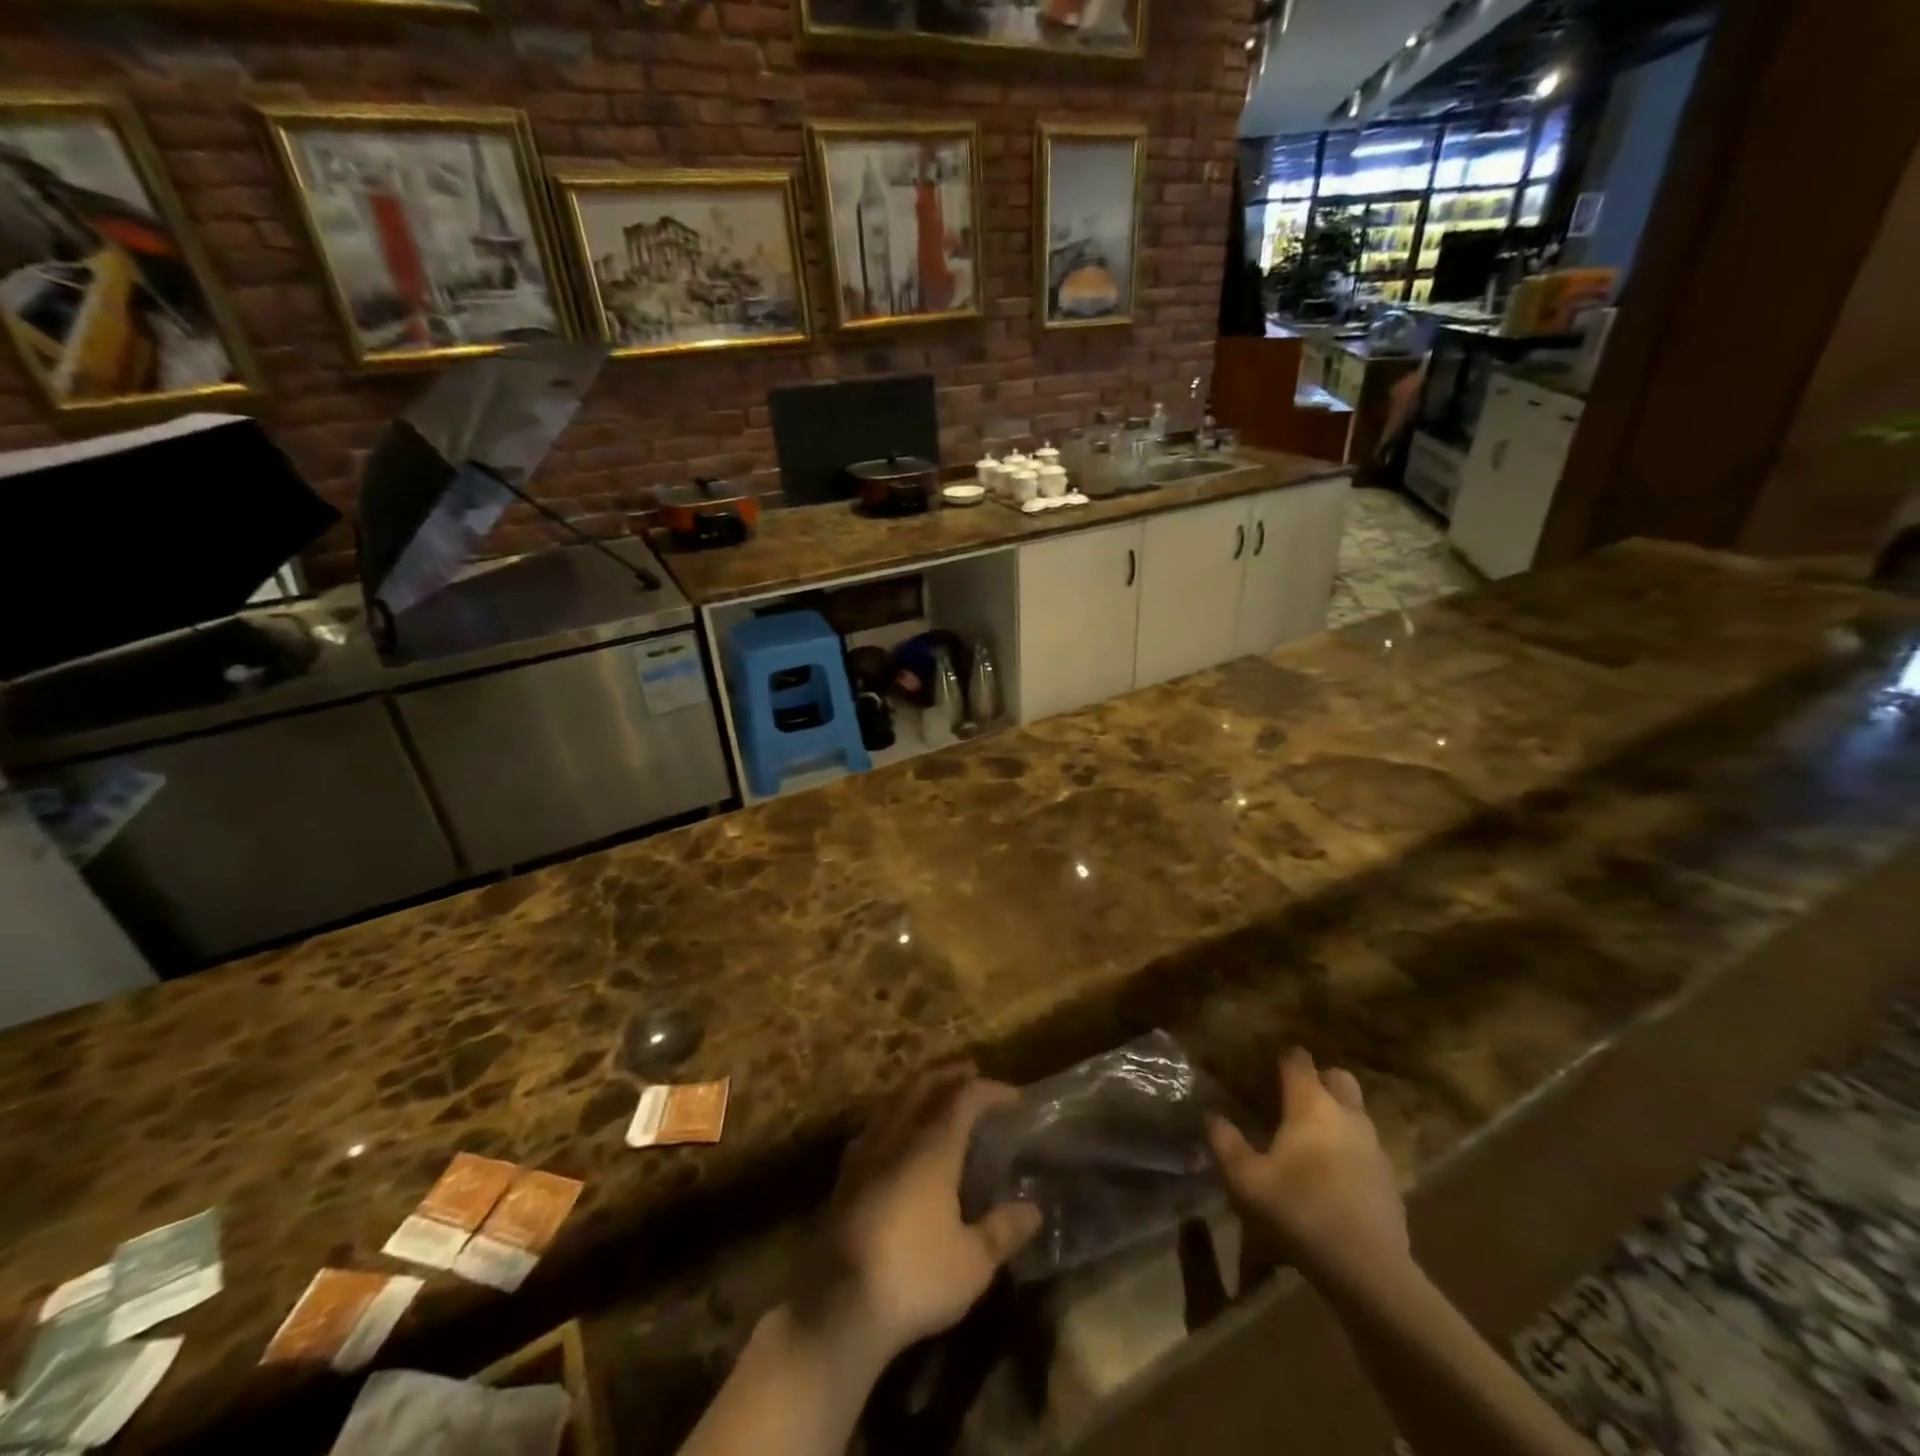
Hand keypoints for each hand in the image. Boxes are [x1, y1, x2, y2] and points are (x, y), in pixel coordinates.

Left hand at [800, 1065, 1040, 1360]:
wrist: (837, 1306)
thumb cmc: (915, 1277)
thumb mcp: (972, 1263)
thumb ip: (1002, 1230)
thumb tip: (1032, 1209)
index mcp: (933, 1147)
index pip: (965, 1099)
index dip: (991, 1091)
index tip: (1014, 1098)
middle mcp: (898, 1136)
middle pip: (923, 1086)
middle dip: (949, 1075)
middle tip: (970, 1072)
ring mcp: (865, 1152)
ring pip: (894, 1101)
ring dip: (918, 1089)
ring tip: (934, 1093)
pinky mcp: (844, 1175)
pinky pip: (874, 1125)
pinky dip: (893, 1114)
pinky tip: (894, 1133)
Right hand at [1207, 1048, 1407, 1281]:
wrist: (1369, 1271)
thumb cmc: (1300, 1211)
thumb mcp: (1246, 1180)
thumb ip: (1225, 1142)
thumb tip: (1212, 1115)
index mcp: (1311, 1104)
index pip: (1298, 1059)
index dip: (1281, 1055)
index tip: (1265, 1061)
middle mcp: (1346, 1114)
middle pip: (1337, 1077)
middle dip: (1318, 1078)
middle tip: (1293, 1096)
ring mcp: (1373, 1146)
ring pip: (1355, 1112)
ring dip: (1335, 1114)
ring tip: (1309, 1137)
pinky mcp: (1389, 1178)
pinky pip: (1366, 1146)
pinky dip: (1349, 1148)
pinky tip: (1332, 1175)